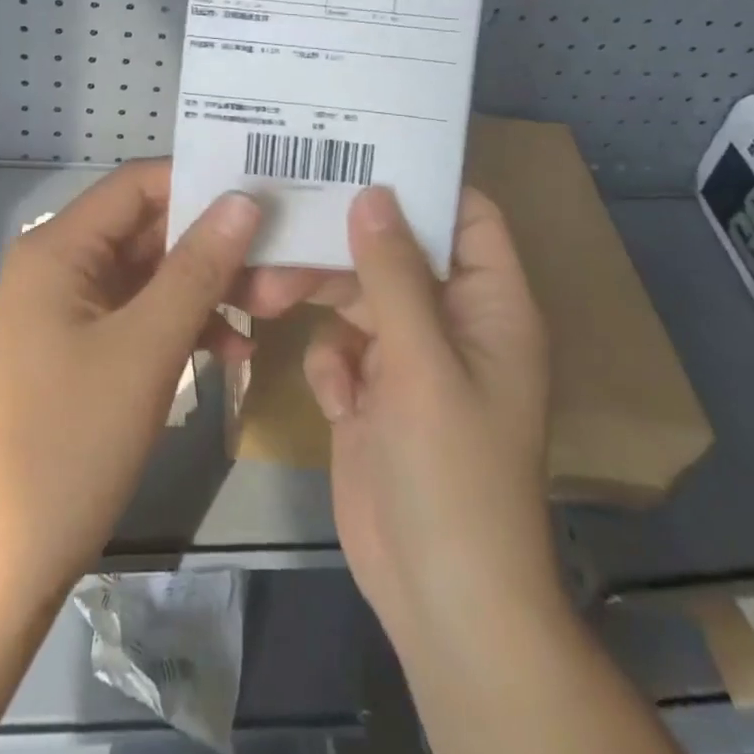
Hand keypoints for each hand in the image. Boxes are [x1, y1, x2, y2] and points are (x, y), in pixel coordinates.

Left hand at [0, 160, 323, 590]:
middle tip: (279, 257)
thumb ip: (198, 268)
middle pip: (148, 228)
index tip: (262, 193)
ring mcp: (73, 306)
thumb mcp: (146, 347)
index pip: (137, 184)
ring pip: (153, 272)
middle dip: (213, 243)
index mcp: (58, 247)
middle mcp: (61, 263)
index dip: (198, 181)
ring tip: (268, 308)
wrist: (11, 554)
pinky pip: (144, 312)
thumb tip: (244, 200)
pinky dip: (186, 323)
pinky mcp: (86, 344)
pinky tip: (233, 351)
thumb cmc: (72, 439)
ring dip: (207, 286)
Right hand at [302, 186, 556, 655]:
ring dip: (316, 297)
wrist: (439, 599)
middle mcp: (452, 321)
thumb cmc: (451, 471)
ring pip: (357, 296)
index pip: (467, 216)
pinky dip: (332, 363)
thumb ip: (394, 273)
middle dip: (339, 245)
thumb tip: (373, 194)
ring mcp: (411, 358)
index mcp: (489, 304)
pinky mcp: (375, 391)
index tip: (360, 155)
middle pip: (394, 251)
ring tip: (264, 296)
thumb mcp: (423, 362)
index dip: (422, 183)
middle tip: (280, 228)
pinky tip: (335, 399)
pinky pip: (343, 346)